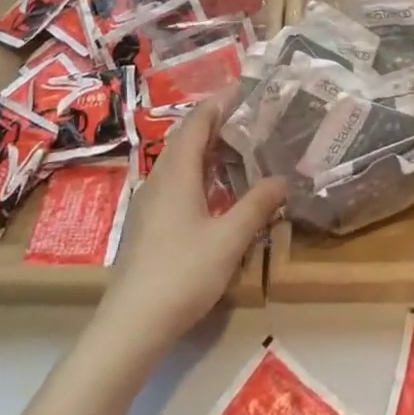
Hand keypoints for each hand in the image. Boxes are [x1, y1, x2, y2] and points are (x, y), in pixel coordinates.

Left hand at [95, 102, 285, 356]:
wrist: (131, 325)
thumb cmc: (182, 273)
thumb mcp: (229, 239)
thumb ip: (257, 206)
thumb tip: (283, 179)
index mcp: (178, 171)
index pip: (198, 120)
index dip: (221, 101)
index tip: (246, 88)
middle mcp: (160, 177)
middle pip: (187, 136)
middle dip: (216, 121)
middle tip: (250, 116)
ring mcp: (150, 201)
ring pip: (179, 160)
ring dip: (207, 147)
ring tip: (239, 147)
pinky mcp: (148, 223)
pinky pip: (175, 180)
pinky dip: (198, 170)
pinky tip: (216, 190)